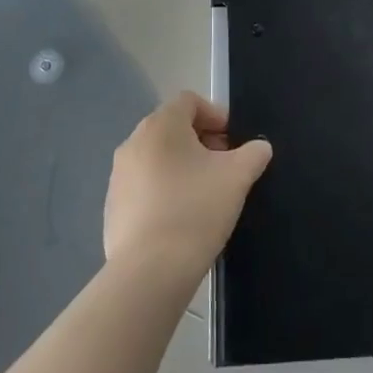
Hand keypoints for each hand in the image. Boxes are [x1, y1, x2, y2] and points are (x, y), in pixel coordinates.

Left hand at [104, 92, 272, 283]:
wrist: (150, 271)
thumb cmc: (196, 210)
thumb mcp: (238, 177)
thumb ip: (253, 154)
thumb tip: (259, 147)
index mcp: (161, 126)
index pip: (189, 101)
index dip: (216, 114)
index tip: (234, 141)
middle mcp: (133, 142)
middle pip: (172, 128)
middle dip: (202, 141)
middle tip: (225, 167)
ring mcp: (118, 176)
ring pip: (157, 158)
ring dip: (182, 166)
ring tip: (205, 194)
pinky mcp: (112, 206)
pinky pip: (144, 186)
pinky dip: (164, 190)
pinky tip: (181, 218)